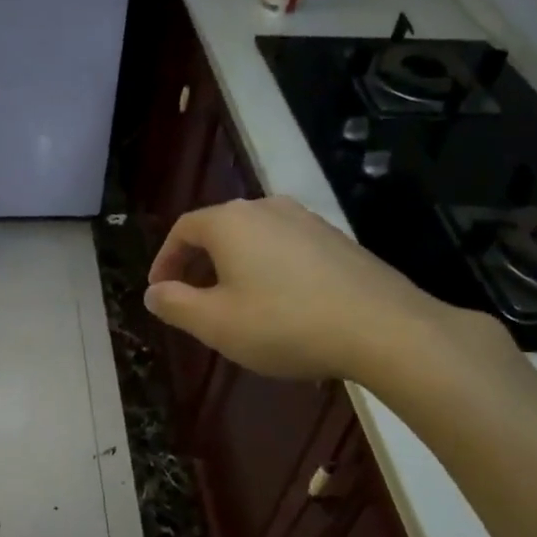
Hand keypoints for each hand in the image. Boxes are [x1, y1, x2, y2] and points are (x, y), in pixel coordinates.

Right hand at [145, 196, 491, 390]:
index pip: (183, 229)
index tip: (159, 291)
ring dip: (232, 267)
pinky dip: (266, 269)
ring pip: (253, 238)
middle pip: (219, 229)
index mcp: (231, 221)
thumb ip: (175, 305)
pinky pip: (285, 248)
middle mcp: (267, 208)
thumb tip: (153, 292)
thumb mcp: (215, 323)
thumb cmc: (284, 324)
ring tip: (232, 304)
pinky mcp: (336, 240)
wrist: (382, 328)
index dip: (165, 260)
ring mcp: (307, 220)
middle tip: (190, 300)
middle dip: (197, 264)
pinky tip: (278, 304)